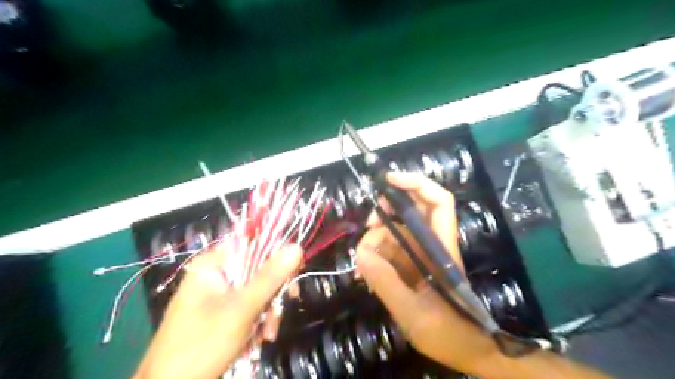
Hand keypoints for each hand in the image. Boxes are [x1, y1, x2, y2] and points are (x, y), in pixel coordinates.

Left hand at [135, 243, 302, 378]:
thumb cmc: (201, 345)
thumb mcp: (241, 309)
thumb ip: (270, 277)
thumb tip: (296, 246)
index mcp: (212, 265)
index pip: (251, 244)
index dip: (276, 253)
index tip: (296, 268)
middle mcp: (215, 275)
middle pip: (257, 270)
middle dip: (272, 293)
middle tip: (285, 306)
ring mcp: (218, 296)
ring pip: (256, 291)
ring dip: (268, 312)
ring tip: (268, 334)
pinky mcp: (222, 314)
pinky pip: (249, 307)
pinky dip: (258, 322)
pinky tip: (259, 339)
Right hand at [356, 171, 496, 375]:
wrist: (466, 351)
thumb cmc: (448, 332)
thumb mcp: (413, 312)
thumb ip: (387, 283)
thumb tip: (361, 254)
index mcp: (441, 247)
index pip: (438, 202)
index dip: (416, 183)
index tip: (388, 180)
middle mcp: (432, 243)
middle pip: (411, 210)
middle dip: (386, 213)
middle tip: (367, 228)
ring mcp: (421, 254)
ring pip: (395, 231)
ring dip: (375, 241)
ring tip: (362, 267)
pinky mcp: (412, 265)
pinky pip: (390, 250)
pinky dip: (376, 256)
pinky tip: (366, 274)